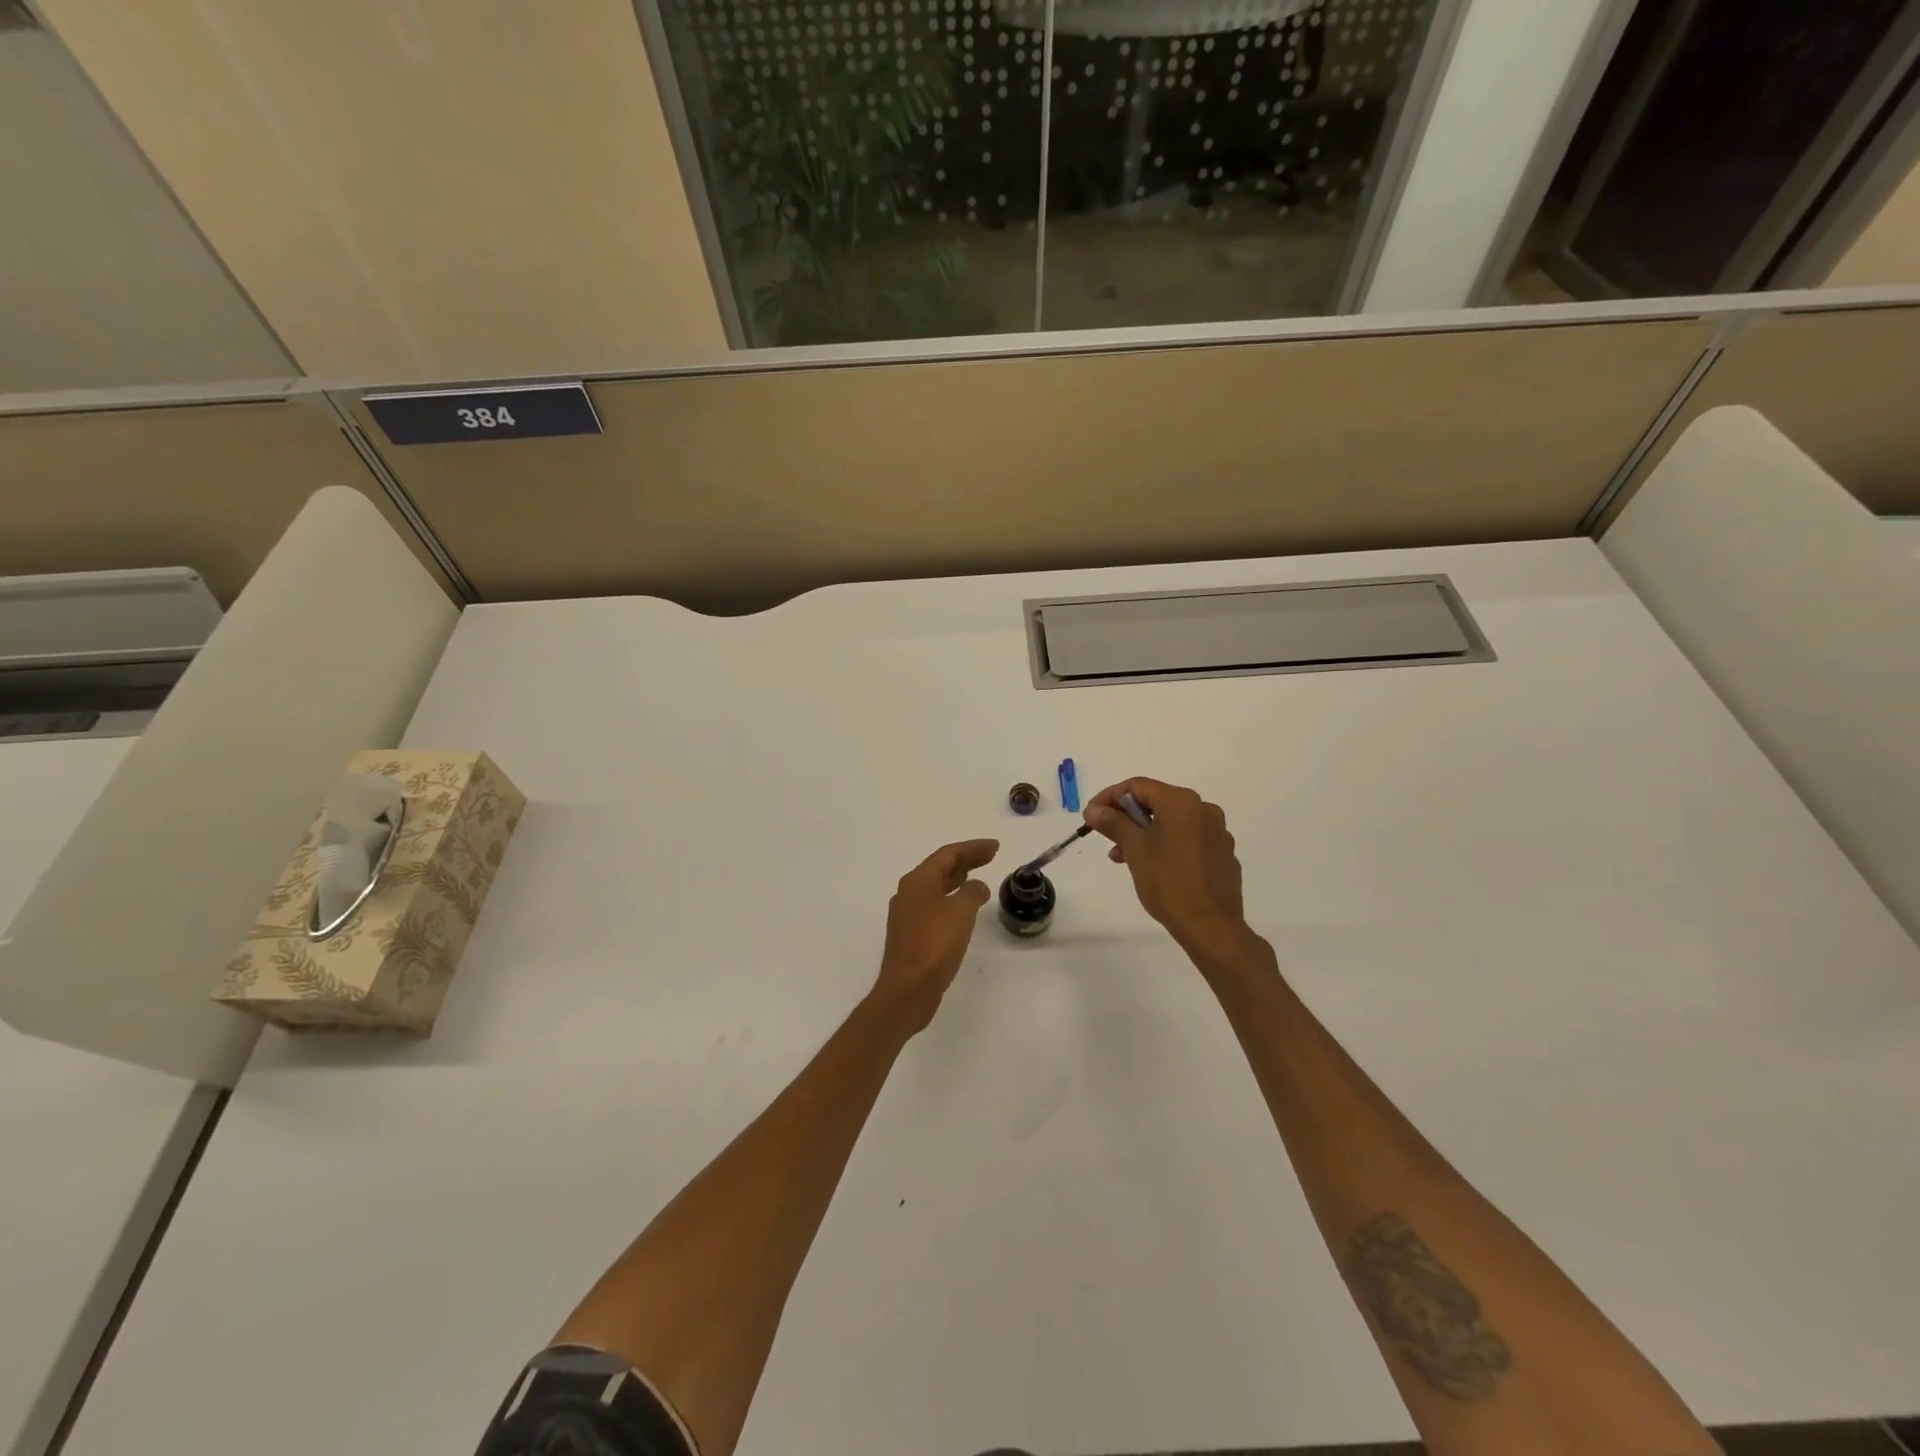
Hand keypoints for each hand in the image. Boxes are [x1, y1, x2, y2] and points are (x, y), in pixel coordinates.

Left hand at [872, 839, 997, 1032]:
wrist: (907, 990)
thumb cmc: (934, 945)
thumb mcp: (960, 911)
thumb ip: (972, 892)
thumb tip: (976, 887)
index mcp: (918, 881)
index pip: (948, 854)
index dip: (973, 848)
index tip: (995, 847)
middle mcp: (909, 893)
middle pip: (941, 868)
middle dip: (966, 860)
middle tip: (991, 856)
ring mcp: (908, 915)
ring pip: (937, 887)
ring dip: (958, 879)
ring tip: (978, 876)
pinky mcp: (912, 935)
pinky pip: (935, 906)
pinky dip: (952, 899)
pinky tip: (964, 909)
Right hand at [1085, 778, 1250, 956]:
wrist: (1211, 926)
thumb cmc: (1168, 882)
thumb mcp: (1134, 849)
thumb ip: (1113, 823)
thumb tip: (1094, 809)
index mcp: (1181, 802)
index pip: (1137, 786)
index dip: (1109, 798)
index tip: (1090, 816)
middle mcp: (1203, 809)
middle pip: (1156, 802)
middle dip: (1126, 817)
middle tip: (1105, 836)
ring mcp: (1216, 832)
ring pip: (1171, 822)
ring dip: (1143, 833)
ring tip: (1123, 857)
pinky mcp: (1222, 854)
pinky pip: (1187, 839)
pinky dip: (1165, 845)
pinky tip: (1152, 867)